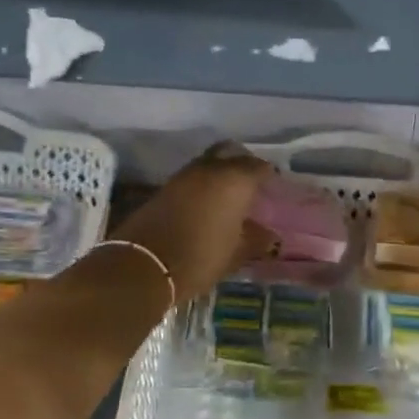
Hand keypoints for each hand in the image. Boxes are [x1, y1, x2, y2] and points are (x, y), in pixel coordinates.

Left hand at [114, 143, 274, 301]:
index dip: (269, 176)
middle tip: (252, 183)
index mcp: (234, 179)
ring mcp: (183, 176)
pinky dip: (202, 185)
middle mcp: (209, 169)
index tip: (275, 188)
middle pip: (230, 153)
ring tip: (230, 196)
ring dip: (219, 174)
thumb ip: (256, 240)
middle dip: (242, 163)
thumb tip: (271, 236)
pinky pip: (191, 178)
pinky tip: (207, 205)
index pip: (259, 166)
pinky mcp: (164, 188)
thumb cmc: (200, 257)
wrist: (144, 265)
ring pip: (208, 163)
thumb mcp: (235, 254)